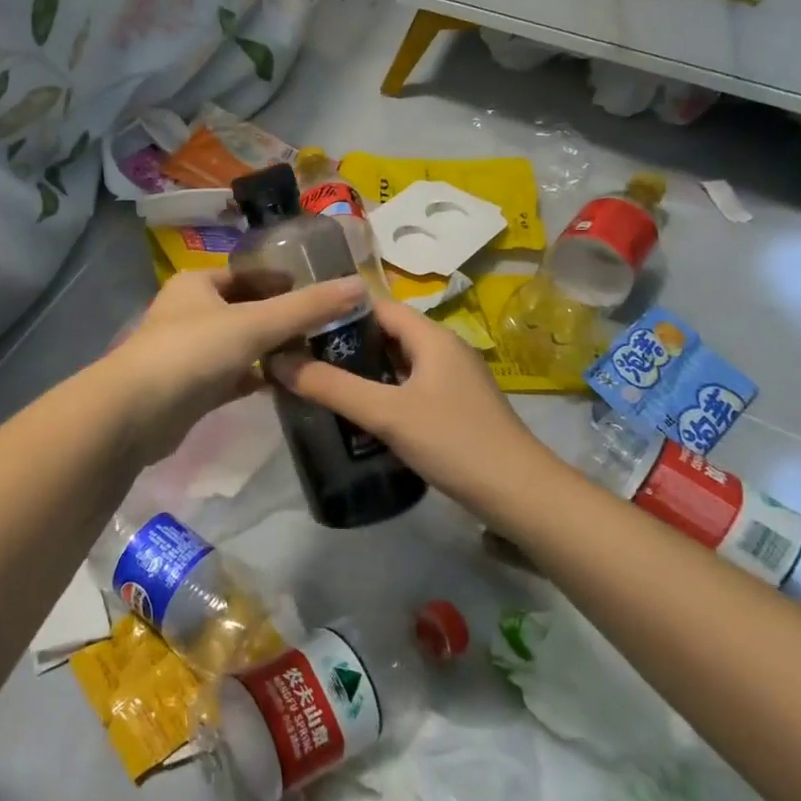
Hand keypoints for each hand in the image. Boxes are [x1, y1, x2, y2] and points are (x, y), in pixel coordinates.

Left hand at [109, 269, 367, 461]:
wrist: (135, 413)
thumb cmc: (192, 352)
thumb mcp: (254, 324)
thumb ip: (306, 308)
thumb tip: (358, 286)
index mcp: (198, 284)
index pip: (250, 274)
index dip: (285, 282)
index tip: (324, 294)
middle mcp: (191, 312)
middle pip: (246, 309)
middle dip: (283, 318)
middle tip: (328, 328)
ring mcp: (189, 351)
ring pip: (241, 345)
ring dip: (272, 350)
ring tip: (317, 355)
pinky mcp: (192, 388)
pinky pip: (233, 376)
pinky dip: (257, 378)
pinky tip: (287, 385)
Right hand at [272, 296, 558, 506]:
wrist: (521, 495)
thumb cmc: (454, 442)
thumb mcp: (386, 413)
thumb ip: (332, 387)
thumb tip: (279, 361)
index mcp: (432, 336)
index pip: (376, 305)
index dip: (337, 311)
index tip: (300, 325)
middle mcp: (444, 349)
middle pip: (386, 333)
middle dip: (345, 344)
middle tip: (303, 359)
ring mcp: (453, 379)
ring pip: (398, 362)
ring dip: (363, 370)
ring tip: (321, 383)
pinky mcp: (456, 407)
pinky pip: (410, 386)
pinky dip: (383, 392)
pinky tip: (360, 413)